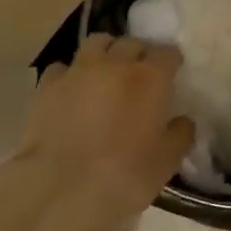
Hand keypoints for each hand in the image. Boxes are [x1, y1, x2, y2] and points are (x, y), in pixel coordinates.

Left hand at [12, 34, 192, 230]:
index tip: (172, 74)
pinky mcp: (48, 84)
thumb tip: (182, 121)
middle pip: (131, 43)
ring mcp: (78, 70)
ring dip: (106, 52)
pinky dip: (70, 74)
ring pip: (96, 43)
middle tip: (139, 75)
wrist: (63, 188)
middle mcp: (115, 63)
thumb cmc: (125, 175)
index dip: (171, 62)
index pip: (168, 53)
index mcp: (150, 78)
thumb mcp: (167, 161)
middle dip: (139, 54)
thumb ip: (180, 134)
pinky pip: (62, 67)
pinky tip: (71, 92)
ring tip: (105, 72)